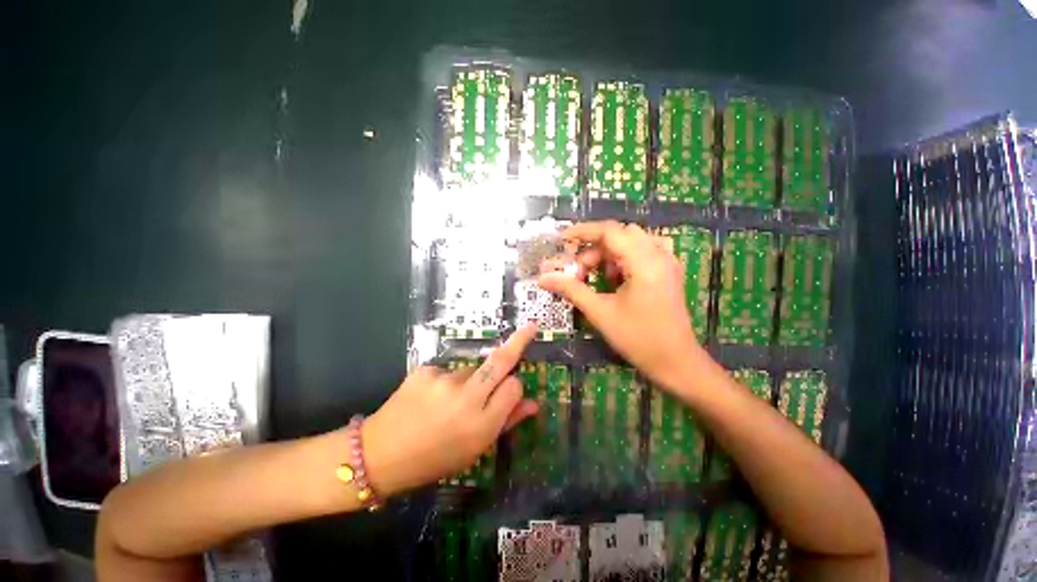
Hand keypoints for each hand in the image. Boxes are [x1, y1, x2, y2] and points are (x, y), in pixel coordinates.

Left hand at [361, 324, 539, 496]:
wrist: (384, 452)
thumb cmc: (435, 461)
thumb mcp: (475, 451)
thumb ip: (505, 424)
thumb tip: (533, 403)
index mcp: (482, 424)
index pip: (514, 388)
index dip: (515, 389)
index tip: (513, 392)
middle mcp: (466, 398)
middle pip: (499, 362)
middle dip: (517, 343)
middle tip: (529, 329)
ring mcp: (443, 381)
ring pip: (469, 371)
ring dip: (469, 381)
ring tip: (447, 405)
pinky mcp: (423, 371)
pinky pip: (445, 372)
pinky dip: (444, 383)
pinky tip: (429, 400)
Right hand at [539, 221, 705, 389]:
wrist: (675, 360)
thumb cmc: (638, 338)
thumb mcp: (601, 314)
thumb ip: (572, 290)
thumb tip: (543, 277)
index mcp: (644, 260)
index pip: (609, 231)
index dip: (582, 232)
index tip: (561, 241)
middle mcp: (659, 253)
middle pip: (621, 234)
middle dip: (596, 248)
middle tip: (579, 272)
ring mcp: (668, 261)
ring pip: (634, 241)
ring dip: (612, 253)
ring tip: (600, 278)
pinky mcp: (671, 272)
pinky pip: (647, 251)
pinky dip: (629, 257)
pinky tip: (620, 279)